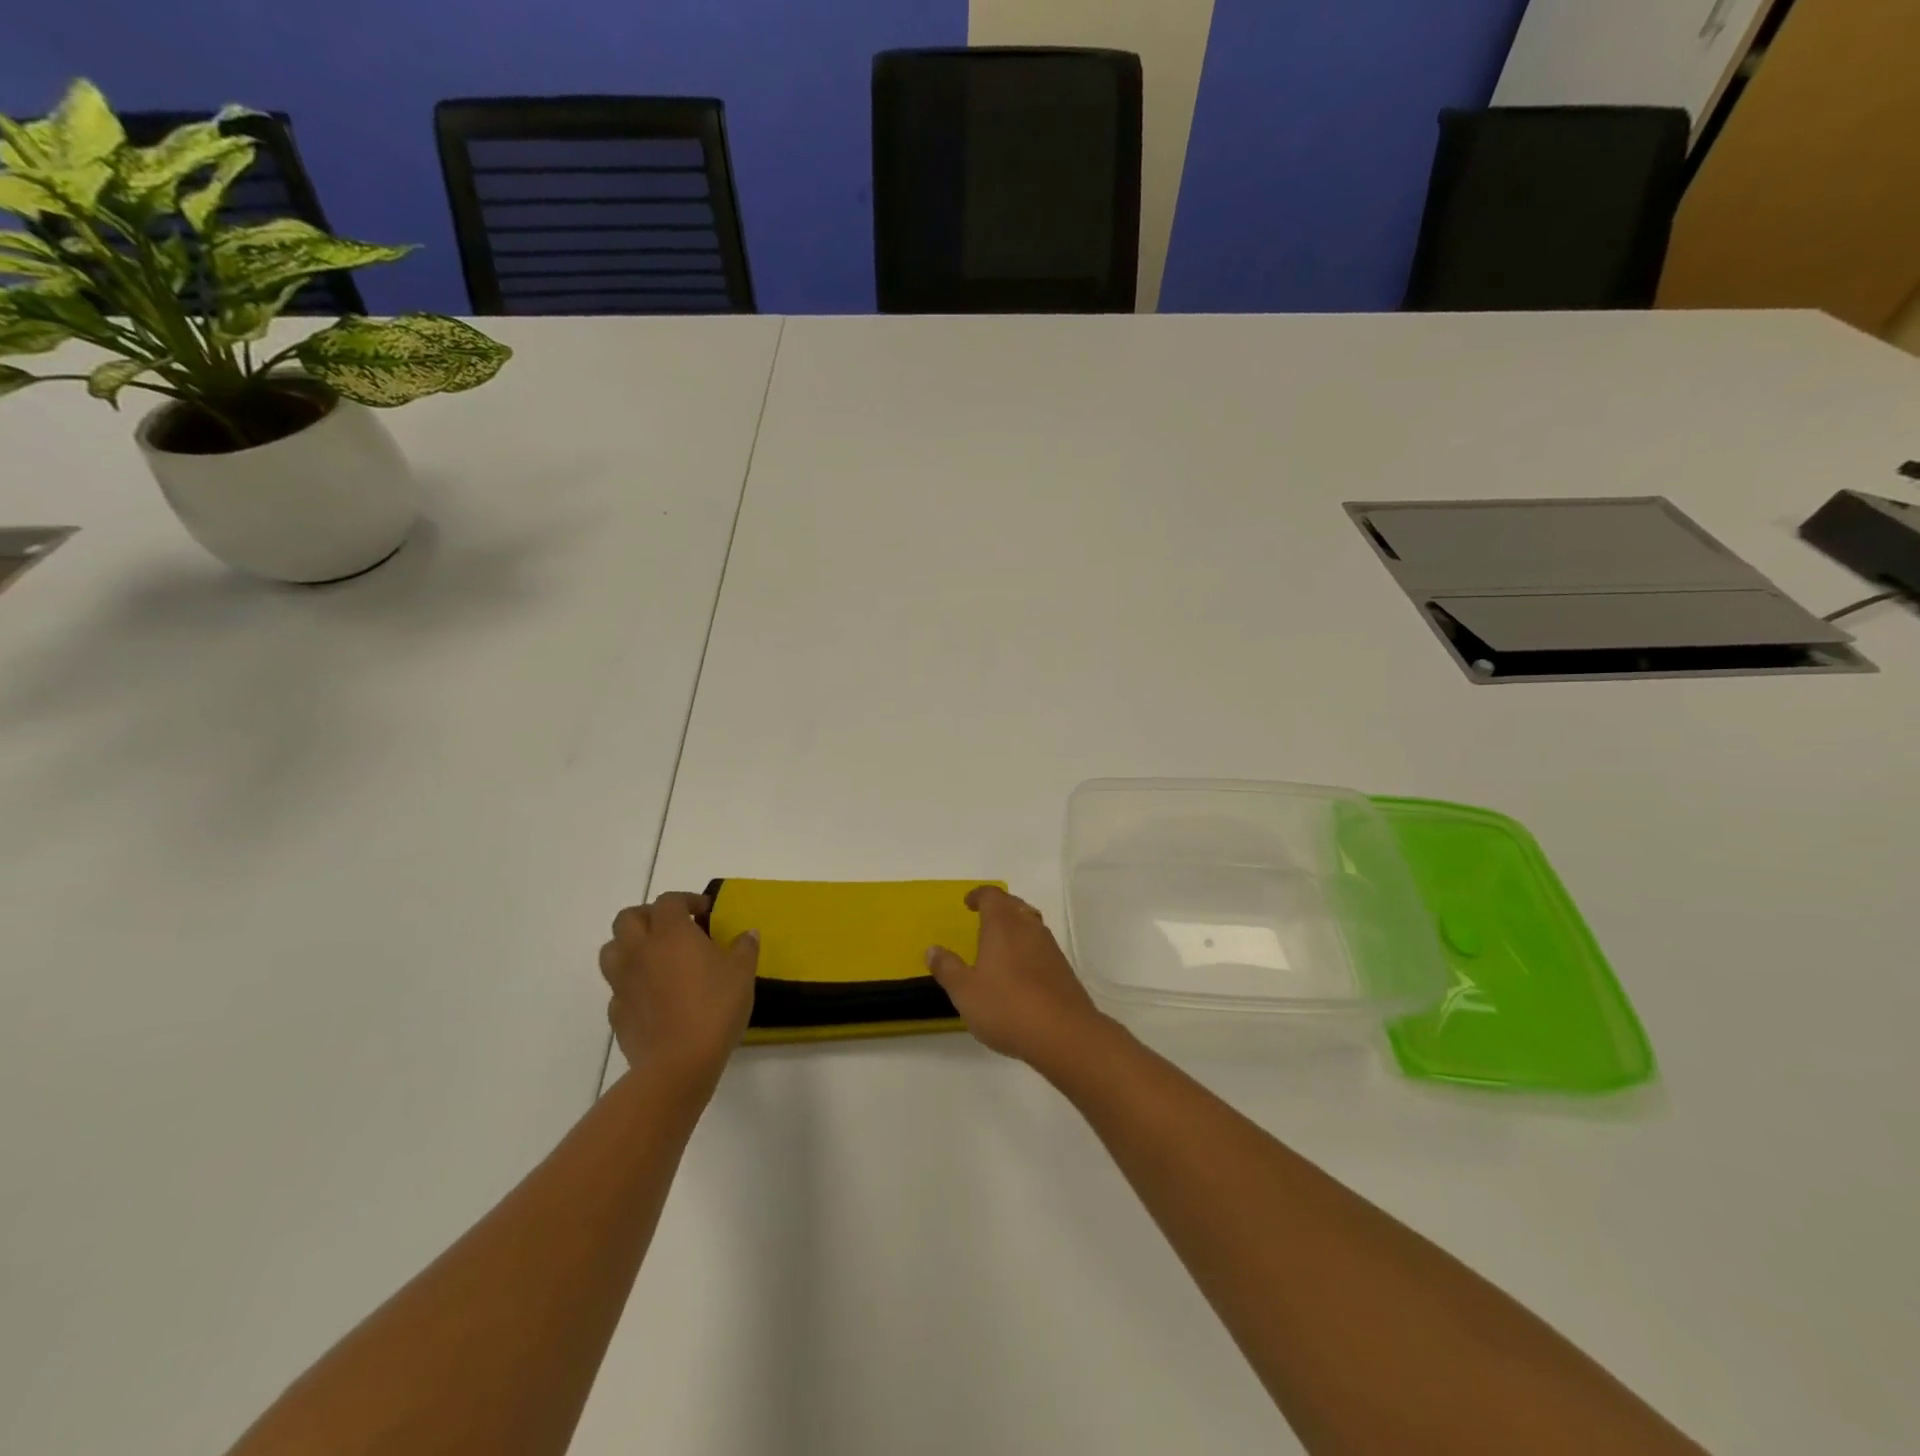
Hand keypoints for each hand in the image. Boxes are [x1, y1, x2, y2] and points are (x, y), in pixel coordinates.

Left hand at [600, 892, 757, 1089]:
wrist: (679, 1062)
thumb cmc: (715, 1007)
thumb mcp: (742, 973)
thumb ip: (745, 948)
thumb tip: (748, 933)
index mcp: (671, 933)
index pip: (669, 901)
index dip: (686, 900)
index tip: (705, 912)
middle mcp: (640, 950)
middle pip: (628, 918)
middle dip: (649, 916)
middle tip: (673, 928)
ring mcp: (623, 982)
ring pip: (611, 950)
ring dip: (629, 946)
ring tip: (654, 957)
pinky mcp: (616, 1012)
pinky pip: (617, 987)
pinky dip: (630, 983)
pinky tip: (651, 995)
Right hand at [926, 886, 1110, 1069]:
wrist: (1064, 1034)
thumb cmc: (1007, 1007)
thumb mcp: (965, 991)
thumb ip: (948, 968)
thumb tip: (932, 949)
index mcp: (1003, 925)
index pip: (992, 896)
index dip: (979, 895)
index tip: (968, 903)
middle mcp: (1029, 927)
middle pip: (1014, 905)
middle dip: (998, 907)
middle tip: (983, 917)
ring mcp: (1050, 947)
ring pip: (1031, 924)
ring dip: (1015, 926)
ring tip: (1000, 943)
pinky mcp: (1063, 969)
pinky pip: (1041, 946)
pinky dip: (1028, 948)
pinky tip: (1020, 970)